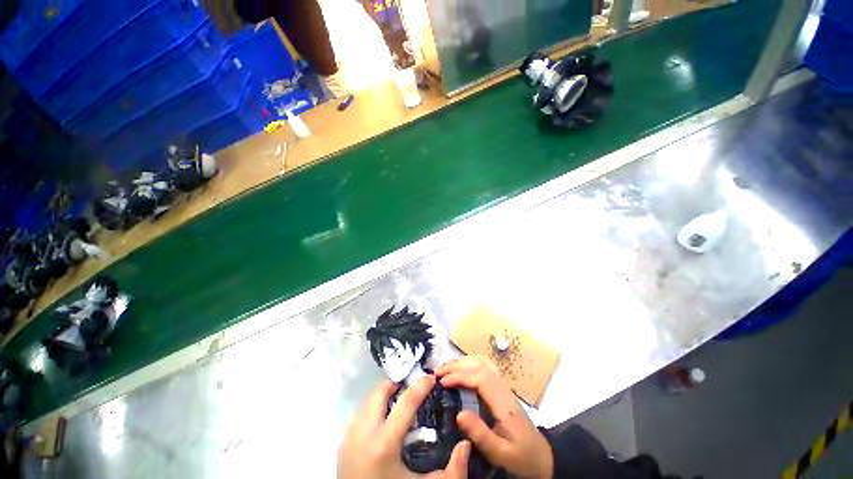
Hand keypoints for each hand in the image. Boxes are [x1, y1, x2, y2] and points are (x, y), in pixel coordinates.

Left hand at [338, 375, 470, 478]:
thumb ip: (451, 472)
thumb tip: (465, 444)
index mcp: (383, 443)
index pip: (405, 402)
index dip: (420, 386)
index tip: (431, 378)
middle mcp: (363, 434)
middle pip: (379, 392)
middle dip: (397, 383)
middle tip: (413, 385)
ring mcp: (349, 437)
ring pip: (367, 400)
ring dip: (384, 394)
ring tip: (400, 398)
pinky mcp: (343, 443)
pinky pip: (360, 413)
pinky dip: (374, 407)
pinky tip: (385, 418)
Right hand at [436, 357, 553, 478]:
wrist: (542, 457)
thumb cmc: (521, 457)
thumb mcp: (502, 454)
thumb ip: (481, 435)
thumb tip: (459, 414)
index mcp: (503, 403)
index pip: (480, 377)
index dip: (459, 376)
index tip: (441, 382)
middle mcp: (503, 388)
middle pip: (479, 364)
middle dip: (456, 364)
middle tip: (437, 372)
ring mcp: (502, 386)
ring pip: (482, 361)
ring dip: (461, 361)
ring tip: (444, 369)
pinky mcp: (500, 388)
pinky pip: (483, 367)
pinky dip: (468, 363)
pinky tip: (459, 370)